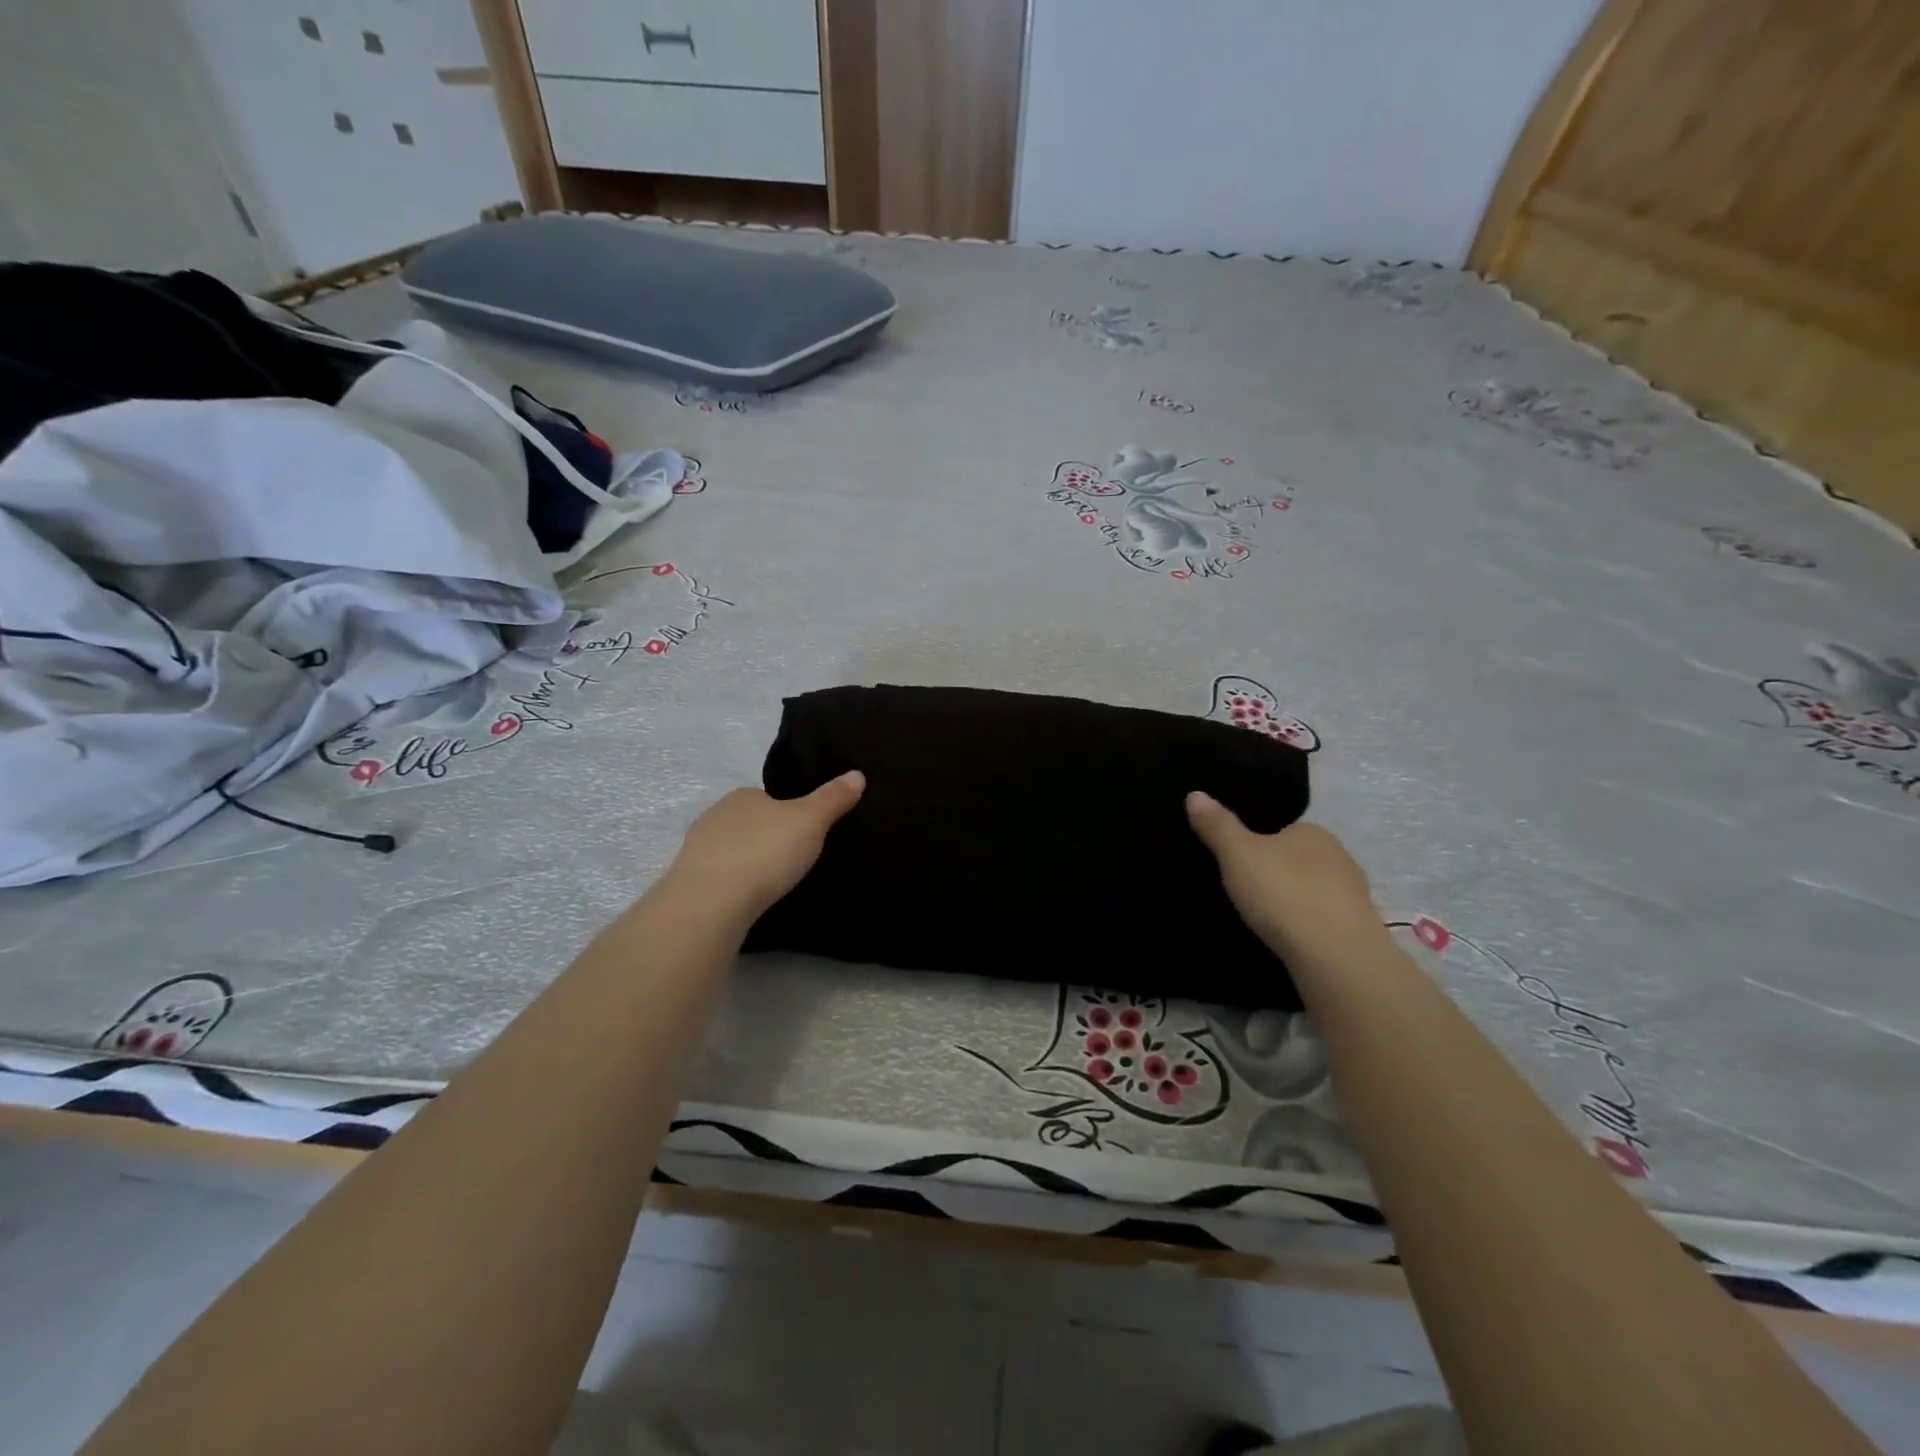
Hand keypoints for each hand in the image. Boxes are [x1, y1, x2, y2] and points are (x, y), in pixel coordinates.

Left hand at [667, 773, 865, 919]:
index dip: (787, 812)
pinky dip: (733, 885)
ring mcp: (697, 849)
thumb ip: (832, 798)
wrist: (711, 903)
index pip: (768, 797)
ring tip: (772, 884)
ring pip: (731, 850)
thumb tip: (857, 774)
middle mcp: (715, 815)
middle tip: (792, 860)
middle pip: (749, 823)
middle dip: (767, 838)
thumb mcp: (810, 821)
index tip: (805, 832)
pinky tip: (748, 900)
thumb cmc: (765, 852)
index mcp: (743, 795)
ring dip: (748, 863)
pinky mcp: (689, 881)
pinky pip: (719, 877)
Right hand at [1185, 793, 1381, 958]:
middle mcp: (1340, 857)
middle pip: (1300, 860)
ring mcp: (1355, 896)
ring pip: (1315, 891)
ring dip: (1294, 901)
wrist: (1336, 956)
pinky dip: (1307, 926)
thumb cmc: (1283, 892)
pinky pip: (1324, 920)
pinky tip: (1290, 939)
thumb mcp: (1237, 854)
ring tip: (1265, 919)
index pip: (1284, 829)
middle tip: (1247, 892)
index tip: (1238, 862)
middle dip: (1278, 873)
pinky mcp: (1359, 931)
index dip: (1260, 843)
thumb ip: (1217, 825)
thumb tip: (1195, 794)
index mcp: (1313, 832)